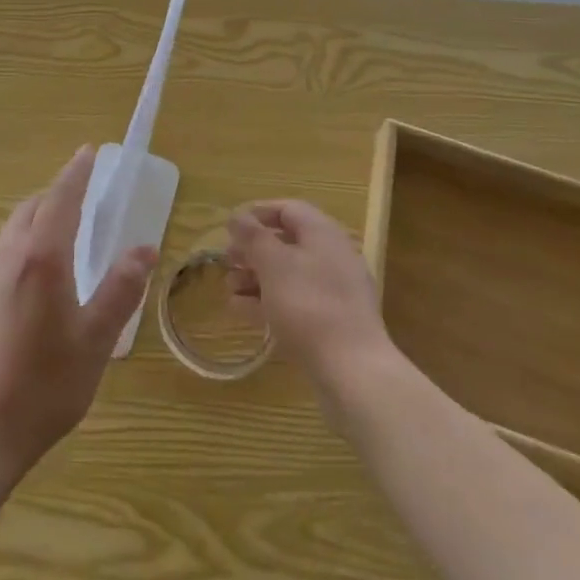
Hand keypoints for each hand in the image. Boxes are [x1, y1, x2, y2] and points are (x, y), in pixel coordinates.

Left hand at [0, 147, 155, 482]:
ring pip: (11, 231)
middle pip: (32, 209)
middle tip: (82, 198)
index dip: (76, 173)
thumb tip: (144, 247)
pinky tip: (29, 280)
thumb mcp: (95, 341)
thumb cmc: (43, 387)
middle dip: (57, 195)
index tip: (88, 152)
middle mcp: (5, 256)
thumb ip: (120, 289)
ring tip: (60, 236)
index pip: (61, 198)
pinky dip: (19, 247)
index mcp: (41, 258)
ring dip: (37, 221)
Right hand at [227, 200, 396, 415]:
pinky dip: (267, 301)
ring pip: (288, 274)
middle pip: (287, 242)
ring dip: (255, 277)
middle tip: (226, 260)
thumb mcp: (273, 264)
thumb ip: (253, 236)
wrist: (352, 370)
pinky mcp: (331, 322)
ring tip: (229, 288)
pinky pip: (294, 301)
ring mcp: (334, 292)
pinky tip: (241, 310)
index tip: (230, 227)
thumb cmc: (308, 304)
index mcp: (323, 234)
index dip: (257, 213)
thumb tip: (237, 216)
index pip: (288, 209)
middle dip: (253, 249)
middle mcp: (332, 256)